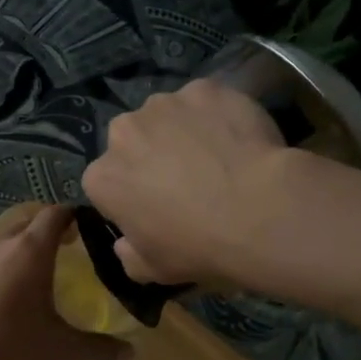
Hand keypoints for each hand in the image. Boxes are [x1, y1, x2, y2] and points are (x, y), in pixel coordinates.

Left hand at [0, 205, 129, 359]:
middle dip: (46, 229)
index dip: (73, 216)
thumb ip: (99, 349)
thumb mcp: (63, 353)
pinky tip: (3, 295)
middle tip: (66, 248)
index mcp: (29, 250)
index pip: (55, 214)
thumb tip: (130, 354)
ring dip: (19, 246)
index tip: (86, 227)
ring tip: (35, 271)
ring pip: (1, 239)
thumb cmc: (12, 353)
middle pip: (26, 220)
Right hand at [81, 78, 289, 284]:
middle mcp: (123, 131)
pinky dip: (216, 115)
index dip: (131, 196)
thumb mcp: (153, 270)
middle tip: (186, 180)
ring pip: (167, 116)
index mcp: (102, 177)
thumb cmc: (197, 247)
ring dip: (182, 131)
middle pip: (132, 141)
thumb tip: (125, 244)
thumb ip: (128, 254)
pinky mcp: (204, 89)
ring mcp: (164, 104)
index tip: (155, 210)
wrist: (257, 211)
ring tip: (216, 156)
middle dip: (150, 155)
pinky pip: (205, 102)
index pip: (106, 183)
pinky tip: (239, 138)